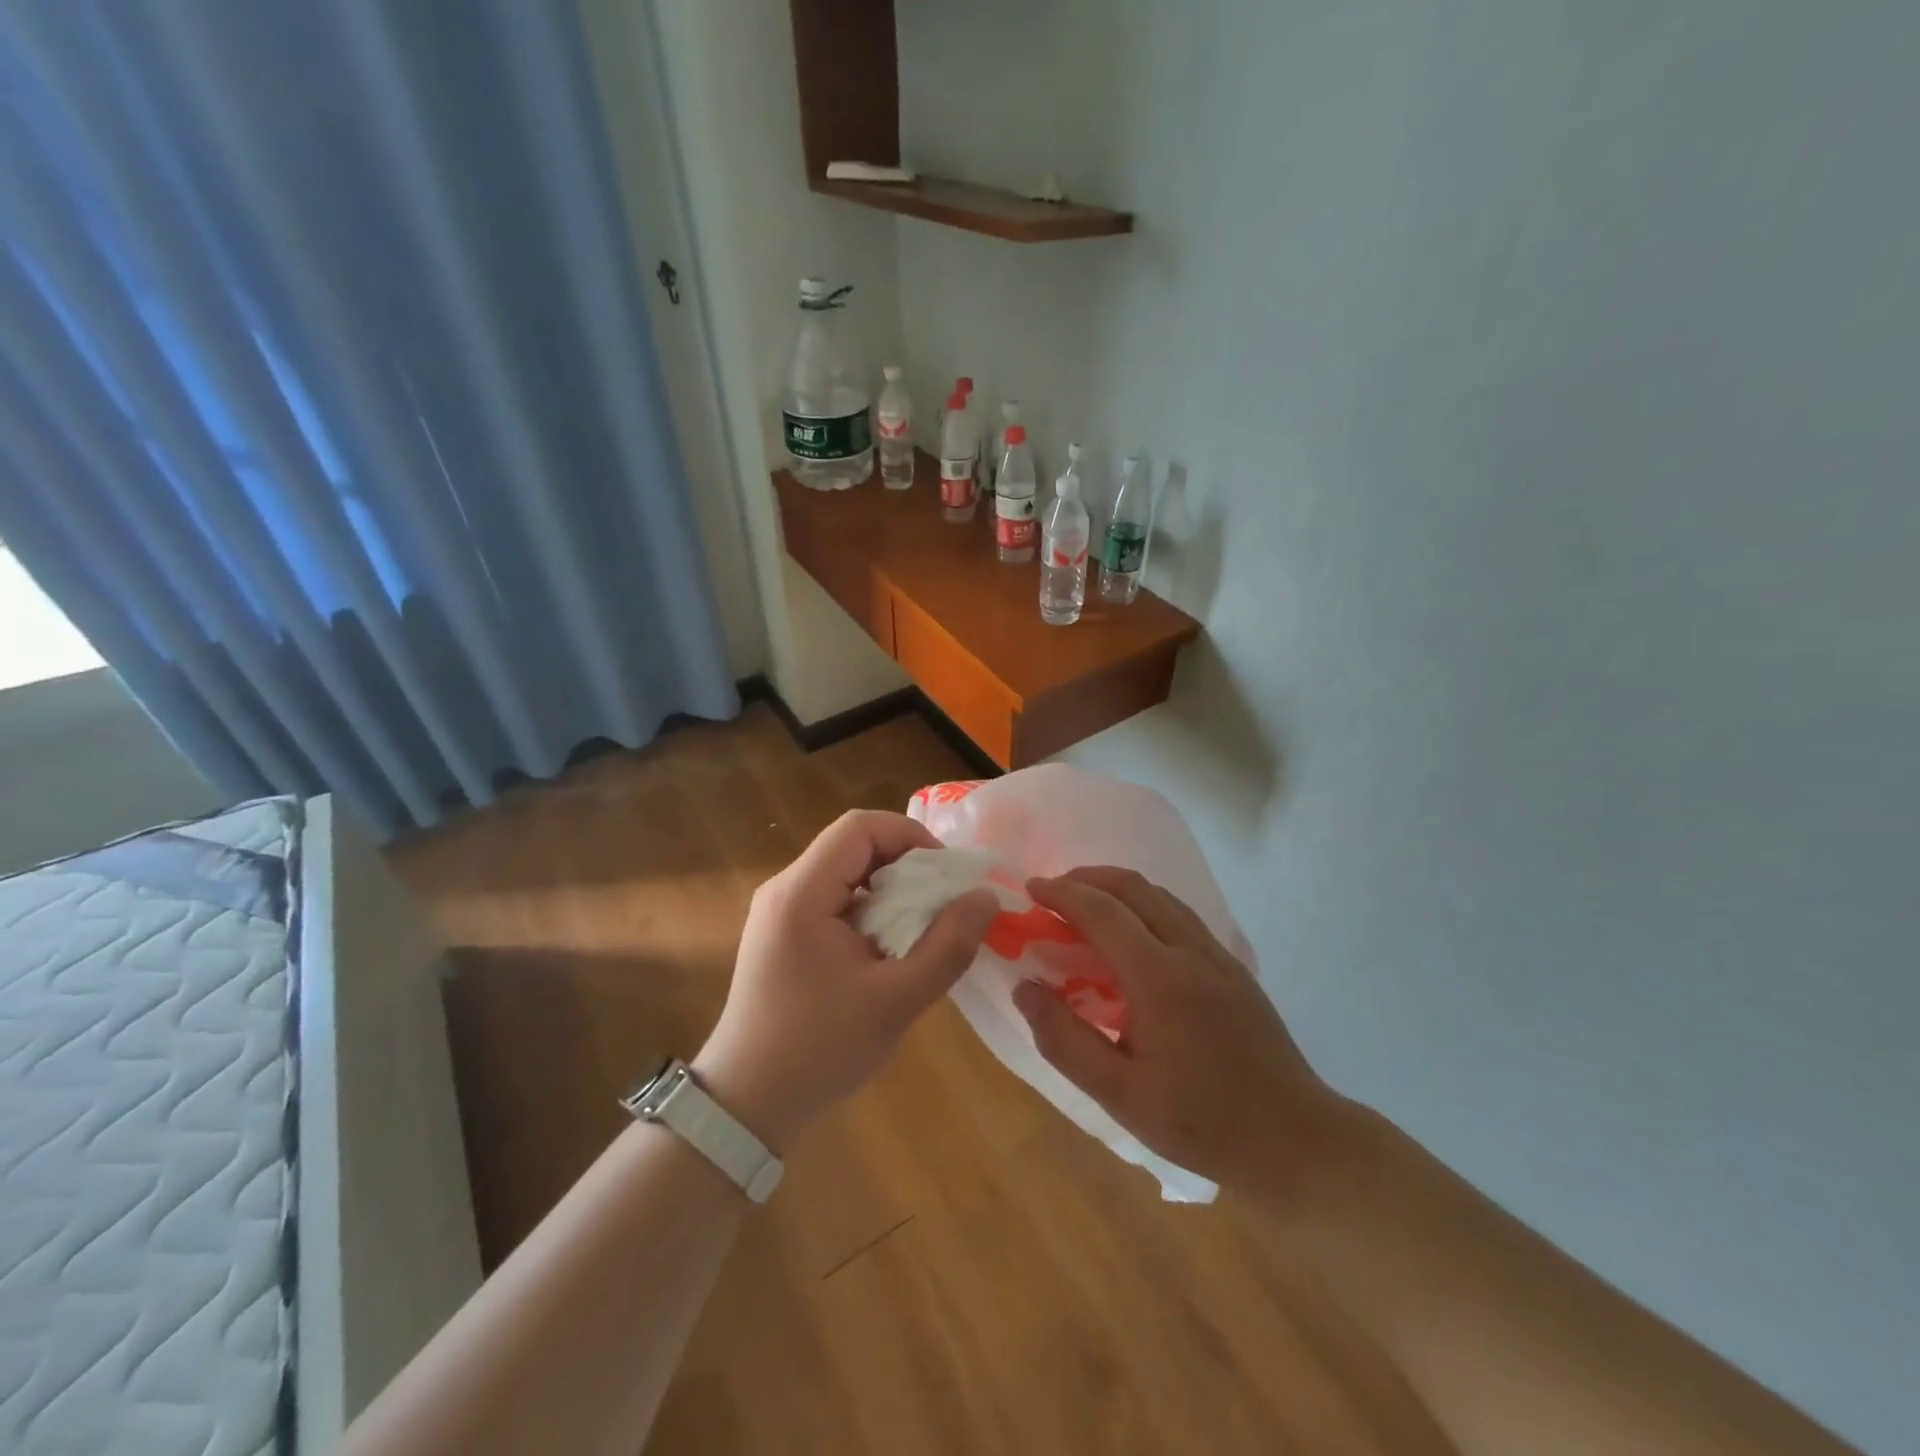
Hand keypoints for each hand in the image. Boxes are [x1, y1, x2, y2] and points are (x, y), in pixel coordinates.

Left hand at [694, 811, 996, 1153]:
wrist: (747, 1104)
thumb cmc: (819, 1050)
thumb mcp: (896, 1000)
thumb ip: (947, 946)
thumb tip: (986, 897)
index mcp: (801, 893)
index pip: (860, 827)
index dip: (911, 836)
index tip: (946, 874)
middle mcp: (784, 889)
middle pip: (853, 845)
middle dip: (906, 863)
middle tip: (943, 901)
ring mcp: (779, 911)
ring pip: (846, 872)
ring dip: (890, 889)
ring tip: (923, 925)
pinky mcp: (782, 934)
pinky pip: (834, 899)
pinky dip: (870, 909)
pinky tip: (890, 947)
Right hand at [1014, 866, 1342, 1193]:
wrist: (1295, 1139)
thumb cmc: (1201, 1122)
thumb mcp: (1119, 1094)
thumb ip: (1064, 1039)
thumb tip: (1024, 988)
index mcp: (1159, 978)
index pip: (1102, 912)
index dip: (1062, 893)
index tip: (1031, 890)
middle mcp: (1190, 950)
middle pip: (1133, 887)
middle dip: (1086, 878)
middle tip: (1052, 892)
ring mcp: (1216, 953)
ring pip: (1159, 895)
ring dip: (1116, 888)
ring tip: (1084, 906)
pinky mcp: (1231, 965)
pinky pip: (1179, 913)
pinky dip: (1143, 905)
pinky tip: (1131, 935)